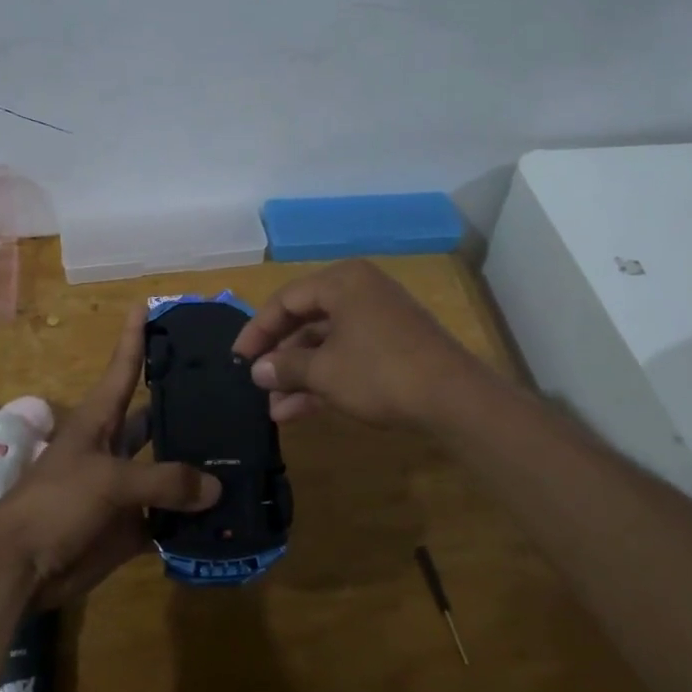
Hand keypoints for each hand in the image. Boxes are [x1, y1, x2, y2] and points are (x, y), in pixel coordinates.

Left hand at [0, 305, 219, 607]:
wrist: (20, 567)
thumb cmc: (55, 504)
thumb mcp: (109, 481)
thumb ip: (165, 480)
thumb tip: (216, 487)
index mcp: (100, 420)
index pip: (124, 367)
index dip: (135, 337)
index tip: (148, 305)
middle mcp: (115, 447)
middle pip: (156, 419)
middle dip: (188, 408)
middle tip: (234, 394)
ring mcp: (124, 487)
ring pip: (169, 470)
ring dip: (198, 467)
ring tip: (245, 454)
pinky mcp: (131, 525)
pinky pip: (169, 517)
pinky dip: (194, 518)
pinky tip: (229, 512)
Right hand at [230, 259, 493, 426]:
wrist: (453, 398)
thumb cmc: (379, 372)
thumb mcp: (324, 371)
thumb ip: (285, 367)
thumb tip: (257, 371)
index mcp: (342, 281)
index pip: (286, 300)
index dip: (257, 330)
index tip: (238, 360)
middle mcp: (360, 292)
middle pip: (306, 321)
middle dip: (280, 358)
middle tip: (256, 384)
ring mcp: (379, 320)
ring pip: (327, 344)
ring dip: (300, 375)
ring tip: (275, 409)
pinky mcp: (393, 346)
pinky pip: (348, 356)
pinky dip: (325, 379)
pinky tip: (300, 410)